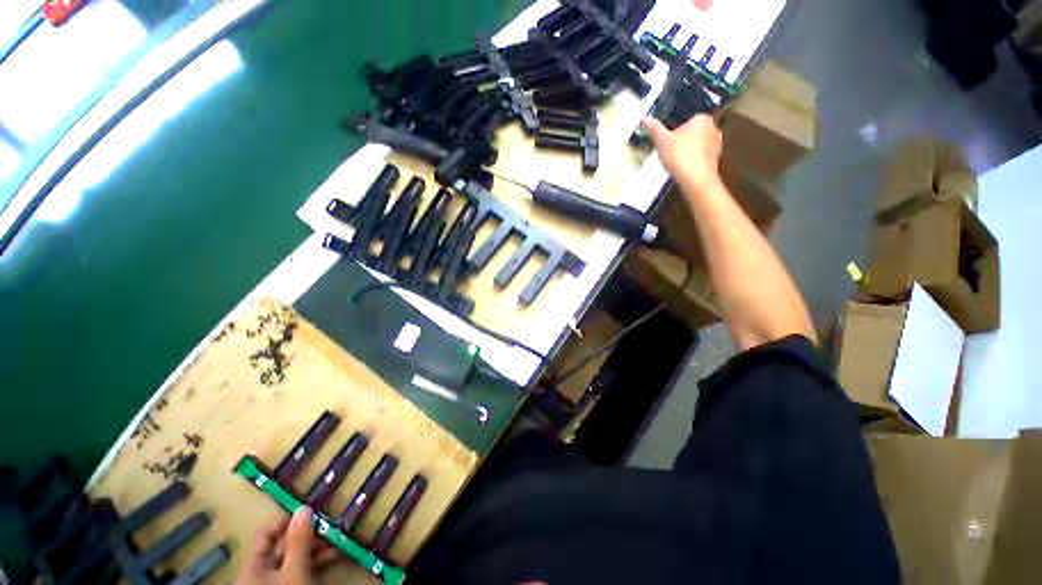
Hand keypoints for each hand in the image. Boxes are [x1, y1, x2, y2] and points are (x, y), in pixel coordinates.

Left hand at [234, 507, 337, 584]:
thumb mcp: (294, 571)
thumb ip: (298, 541)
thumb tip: (305, 508)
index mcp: (252, 566)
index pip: (266, 533)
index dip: (287, 520)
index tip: (313, 511)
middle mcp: (259, 573)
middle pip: (282, 546)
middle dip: (309, 535)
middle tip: (332, 527)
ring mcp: (273, 583)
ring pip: (294, 559)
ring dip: (316, 549)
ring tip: (337, 544)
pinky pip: (299, 571)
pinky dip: (315, 563)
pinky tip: (332, 559)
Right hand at [642, 115, 722, 191]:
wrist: (695, 178)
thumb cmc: (679, 155)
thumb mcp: (662, 141)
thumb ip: (654, 129)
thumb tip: (644, 119)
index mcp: (702, 118)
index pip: (688, 119)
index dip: (676, 129)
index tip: (666, 139)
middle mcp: (713, 128)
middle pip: (694, 132)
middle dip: (683, 140)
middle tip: (669, 150)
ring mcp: (717, 145)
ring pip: (698, 145)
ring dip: (688, 151)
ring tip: (674, 161)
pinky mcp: (715, 160)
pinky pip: (701, 157)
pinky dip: (692, 161)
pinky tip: (683, 169)